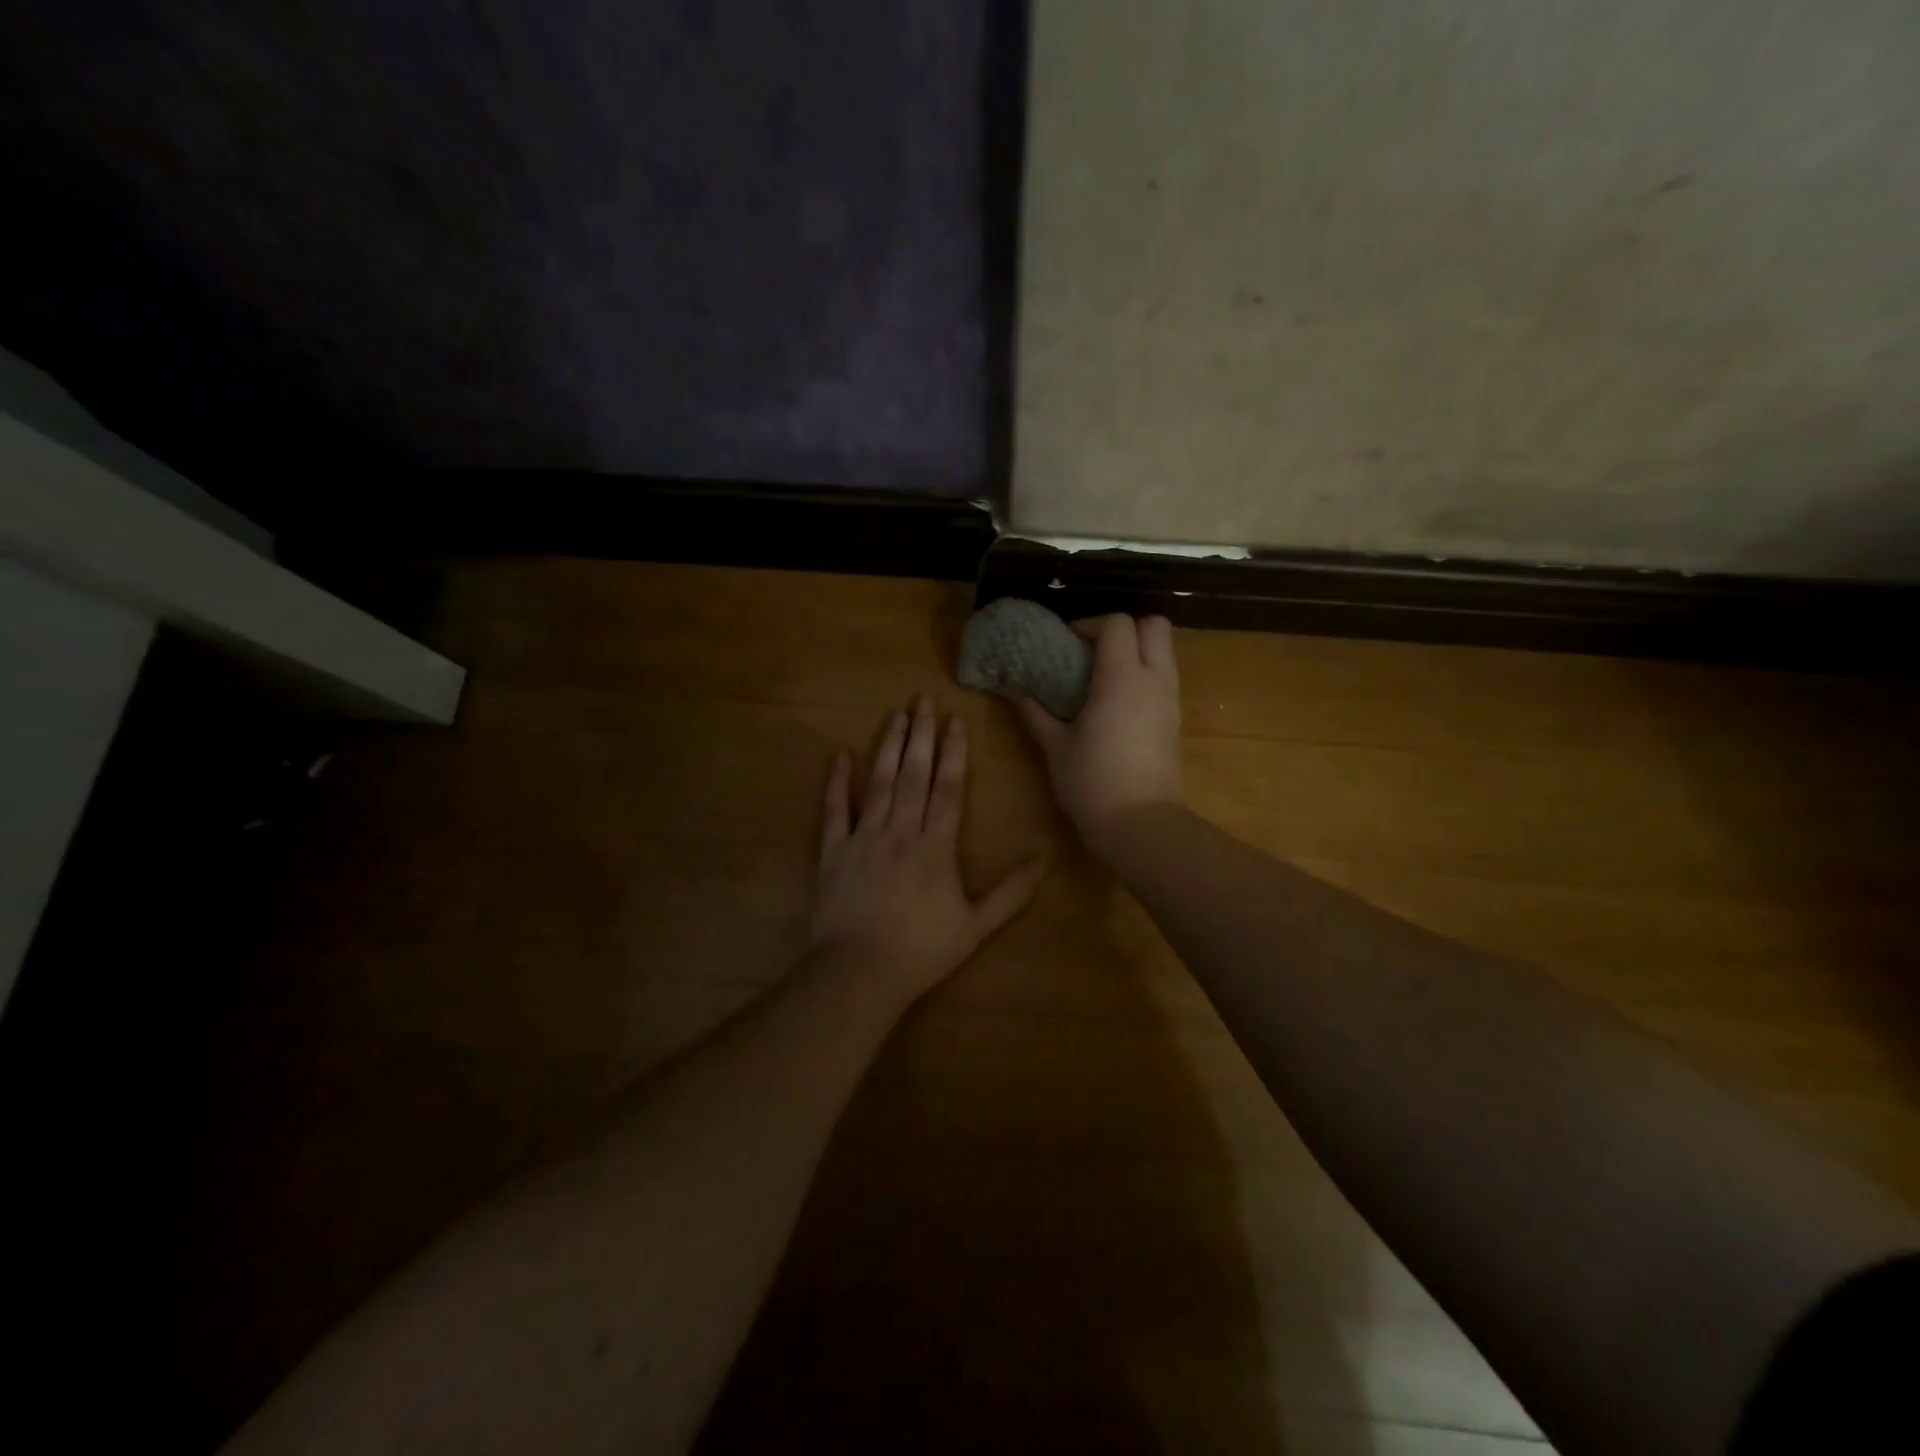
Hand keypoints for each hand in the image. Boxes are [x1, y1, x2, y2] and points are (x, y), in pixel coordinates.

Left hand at [811, 695, 1048, 1002]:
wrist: (859, 972)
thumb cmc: (922, 950)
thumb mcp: (977, 925)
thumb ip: (1012, 891)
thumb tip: (1046, 858)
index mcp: (935, 846)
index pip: (948, 788)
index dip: (953, 752)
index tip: (955, 720)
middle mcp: (900, 831)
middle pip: (914, 774)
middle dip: (920, 735)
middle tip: (922, 699)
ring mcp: (863, 838)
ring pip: (878, 783)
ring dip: (888, 747)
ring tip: (895, 714)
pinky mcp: (833, 851)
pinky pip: (835, 810)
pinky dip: (837, 782)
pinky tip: (842, 755)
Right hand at [1008, 614, 1183, 851]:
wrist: (1140, 824)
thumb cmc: (1092, 781)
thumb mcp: (1055, 745)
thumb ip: (1034, 711)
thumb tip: (1010, 688)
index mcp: (1122, 677)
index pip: (1117, 623)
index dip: (1090, 624)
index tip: (1066, 642)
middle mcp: (1154, 680)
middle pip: (1154, 626)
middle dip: (1125, 628)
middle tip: (1093, 650)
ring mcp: (1170, 701)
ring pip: (1164, 652)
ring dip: (1136, 652)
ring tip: (1101, 676)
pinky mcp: (1175, 722)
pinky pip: (1164, 680)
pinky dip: (1144, 676)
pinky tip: (1116, 704)